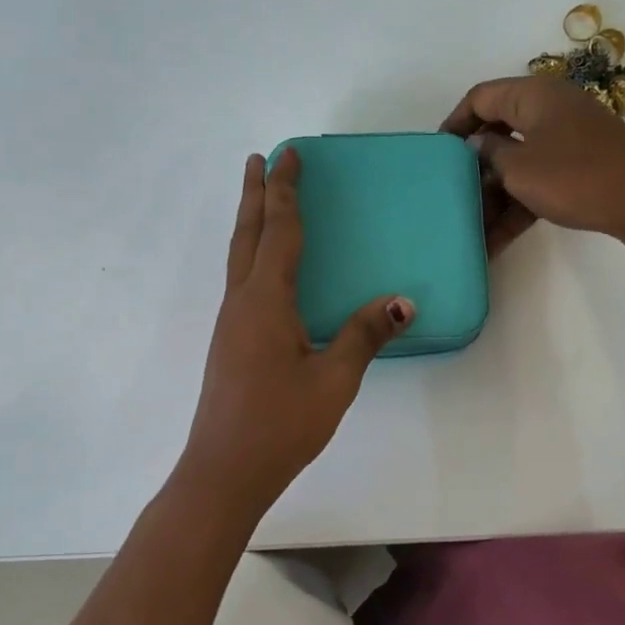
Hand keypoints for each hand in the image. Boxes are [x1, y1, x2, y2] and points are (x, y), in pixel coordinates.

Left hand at [180, 149, 414, 518]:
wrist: (224, 471)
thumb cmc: (280, 424)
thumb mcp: (334, 380)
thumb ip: (364, 335)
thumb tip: (401, 301)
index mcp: (265, 301)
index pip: (280, 231)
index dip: (286, 191)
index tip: (288, 154)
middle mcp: (241, 303)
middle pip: (247, 234)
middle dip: (255, 194)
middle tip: (260, 159)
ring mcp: (230, 324)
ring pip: (238, 257)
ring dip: (250, 222)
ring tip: (259, 199)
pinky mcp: (228, 343)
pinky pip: (240, 281)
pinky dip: (251, 255)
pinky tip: (263, 270)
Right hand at [441, 76, 624, 264]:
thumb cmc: (575, 176)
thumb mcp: (520, 167)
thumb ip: (490, 154)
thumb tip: (477, 145)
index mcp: (532, 95)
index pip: (480, 98)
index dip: (454, 123)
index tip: (435, 154)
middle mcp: (549, 110)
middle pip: (498, 132)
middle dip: (473, 168)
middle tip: (450, 196)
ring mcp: (567, 140)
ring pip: (517, 163)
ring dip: (494, 196)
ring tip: (470, 229)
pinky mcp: (580, 168)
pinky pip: (538, 182)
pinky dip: (518, 206)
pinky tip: (496, 241)